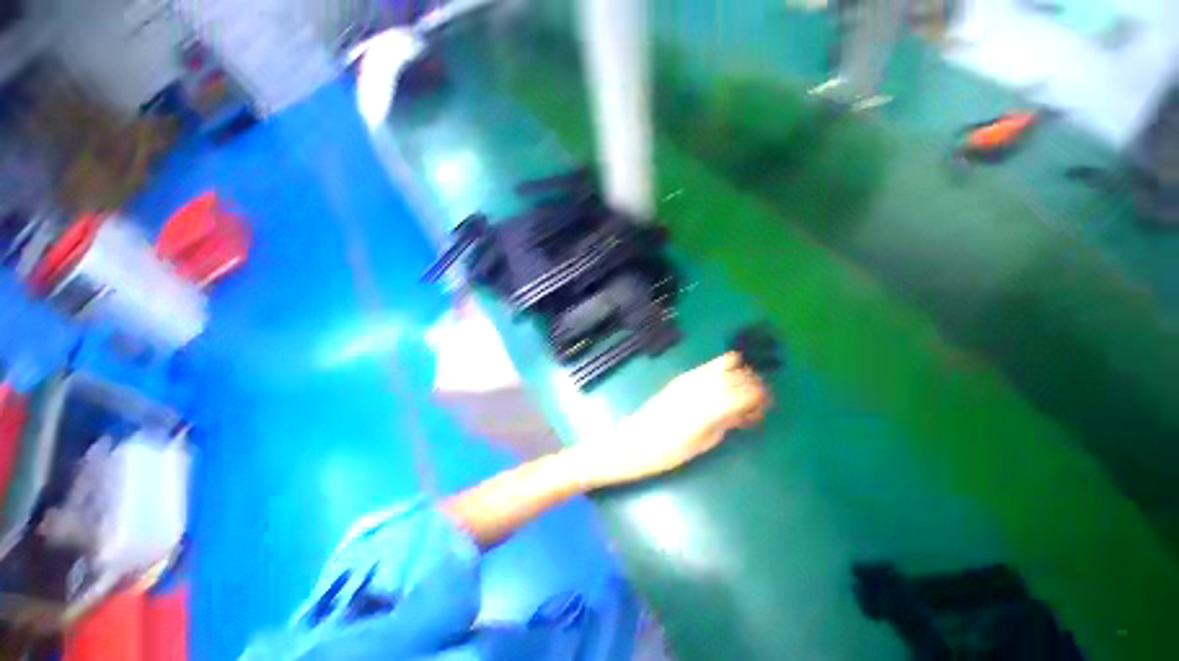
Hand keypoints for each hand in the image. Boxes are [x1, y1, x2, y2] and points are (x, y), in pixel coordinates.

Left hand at [577, 353, 770, 488]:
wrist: (633, 442)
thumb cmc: (667, 453)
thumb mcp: (703, 443)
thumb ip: (726, 422)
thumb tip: (744, 410)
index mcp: (709, 407)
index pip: (747, 391)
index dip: (761, 397)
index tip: (764, 409)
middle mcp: (700, 386)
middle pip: (739, 373)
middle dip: (754, 384)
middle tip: (755, 403)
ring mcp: (688, 379)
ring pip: (725, 363)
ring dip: (739, 374)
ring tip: (740, 393)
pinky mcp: (680, 378)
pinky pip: (708, 366)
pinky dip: (722, 371)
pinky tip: (721, 387)